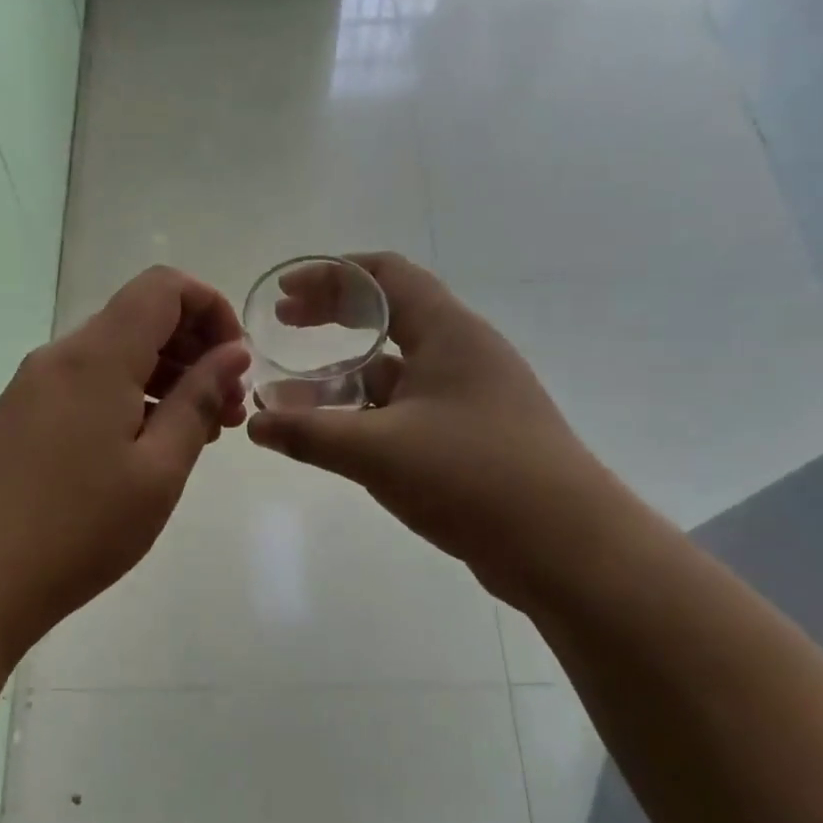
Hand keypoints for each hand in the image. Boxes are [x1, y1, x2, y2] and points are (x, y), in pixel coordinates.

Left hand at [0, 266, 248, 660]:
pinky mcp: (20, 416)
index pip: (164, 287)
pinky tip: (147, 449)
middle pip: (140, 317)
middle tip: (228, 410)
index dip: (211, 307)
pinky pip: (88, 384)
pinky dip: (129, 397)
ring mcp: (34, 386)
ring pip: (115, 354)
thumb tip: (232, 353)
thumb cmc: (75, 529)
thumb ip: (198, 401)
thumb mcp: (158, 470)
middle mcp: (61, 355)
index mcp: (97, 356)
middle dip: (195, 349)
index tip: (236, 362)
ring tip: (197, 435)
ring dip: (165, 377)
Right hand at [246, 253, 634, 600]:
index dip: (330, 274)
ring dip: (343, 373)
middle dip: (331, 316)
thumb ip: (310, 434)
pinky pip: (407, 408)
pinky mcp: (471, 436)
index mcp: (448, 332)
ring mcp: (469, 396)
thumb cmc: (474, 477)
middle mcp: (462, 353)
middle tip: (283, 324)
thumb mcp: (379, 451)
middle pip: (388, 314)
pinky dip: (366, 412)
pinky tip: (334, 436)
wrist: (567, 548)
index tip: (285, 292)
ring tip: (290, 391)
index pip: (385, 275)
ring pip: (395, 368)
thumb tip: (254, 423)